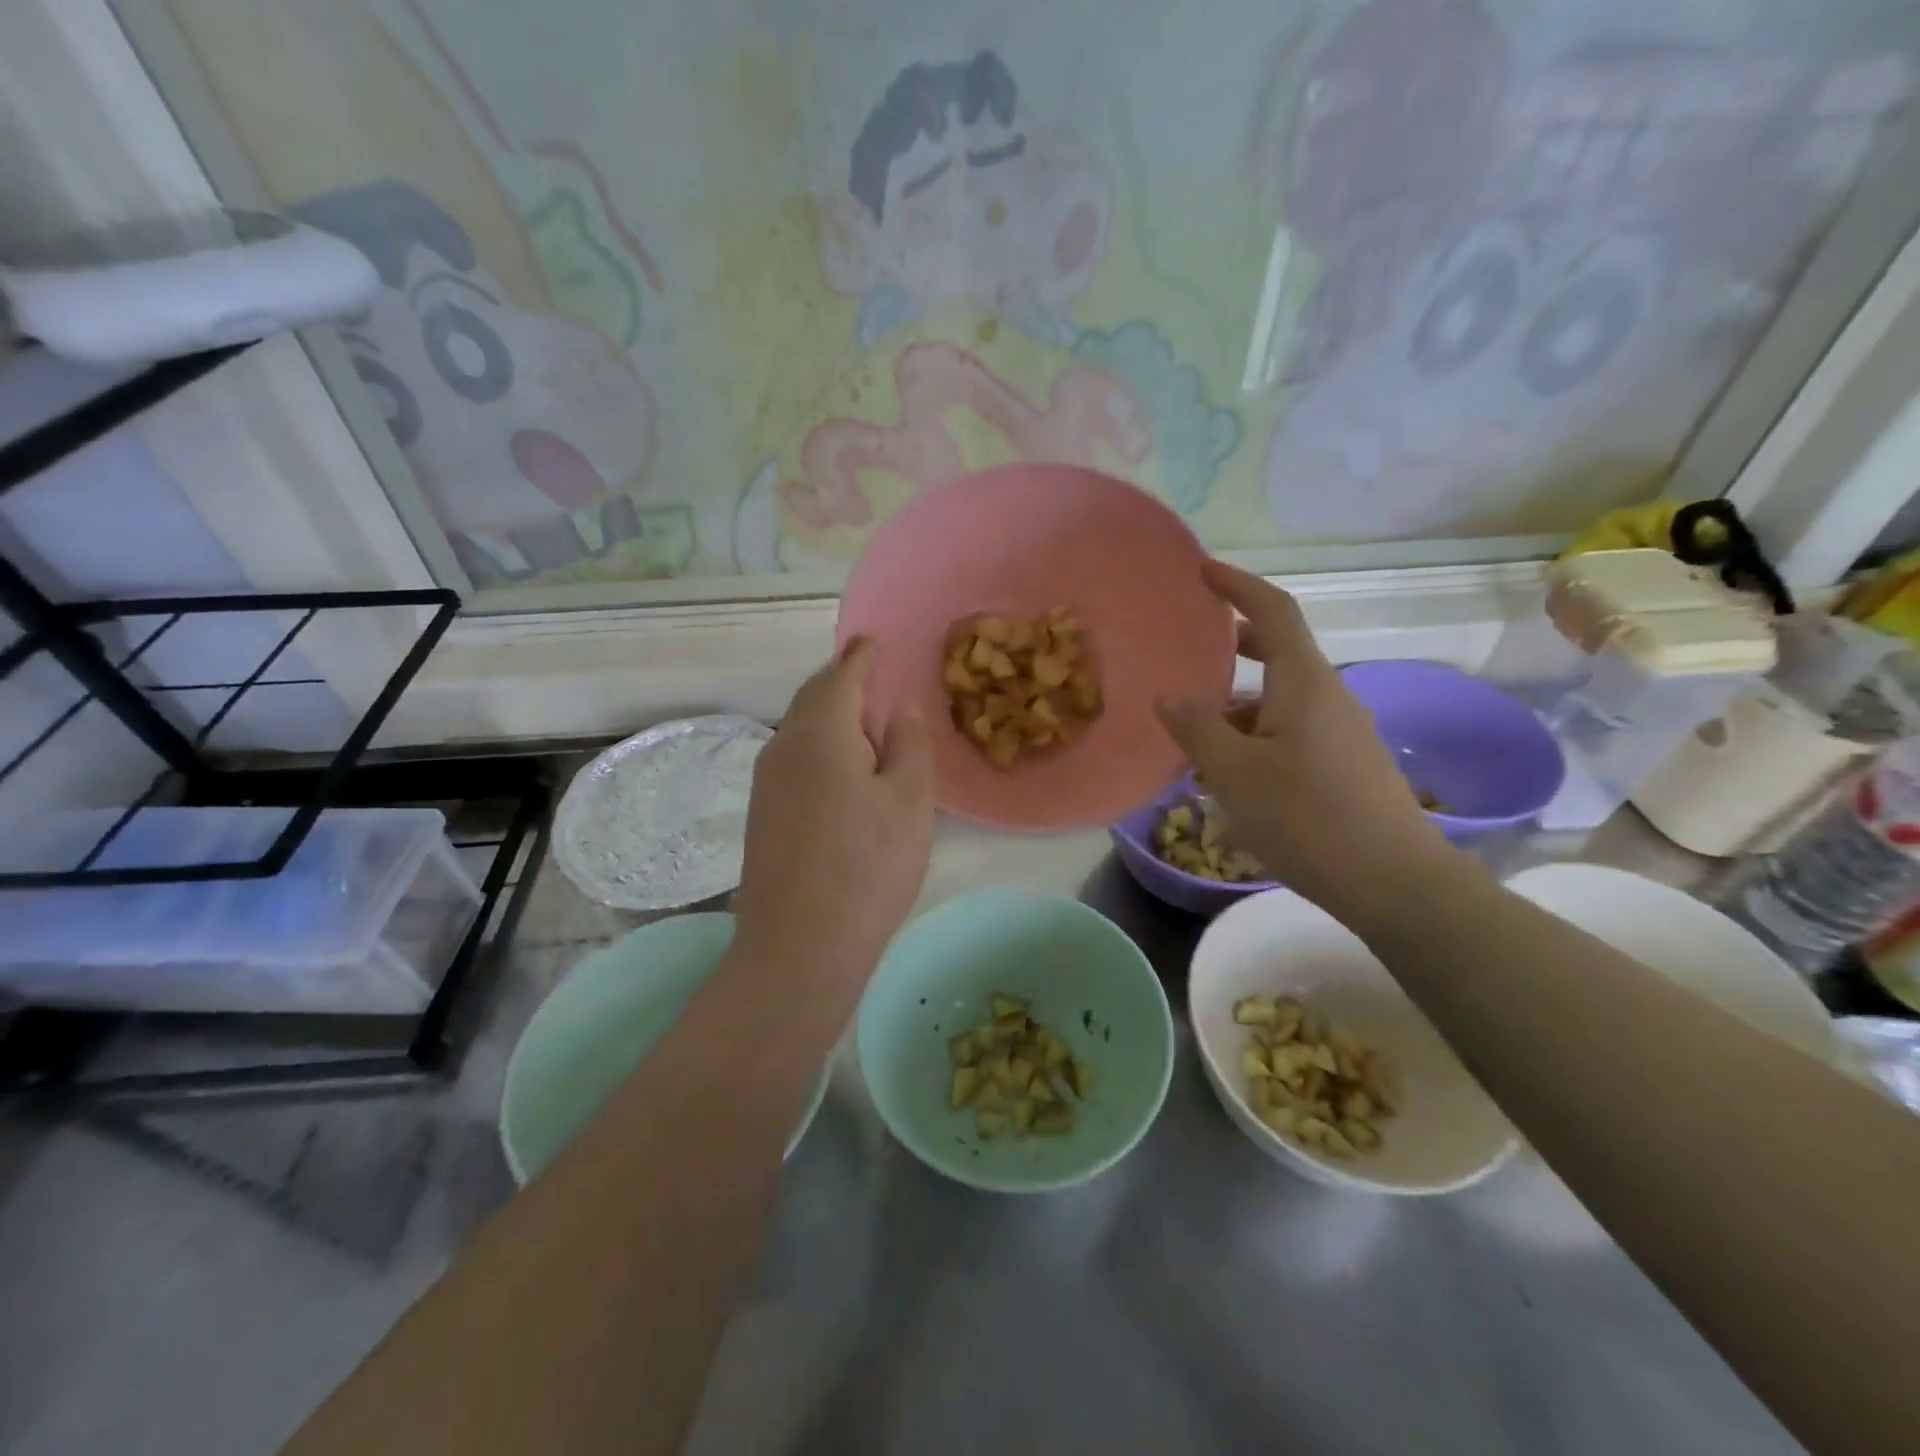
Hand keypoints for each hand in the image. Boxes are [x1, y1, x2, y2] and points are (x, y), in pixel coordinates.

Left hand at [731, 640, 934, 1006]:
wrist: (799, 947)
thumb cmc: (868, 867)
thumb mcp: (910, 802)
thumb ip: (908, 744)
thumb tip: (899, 707)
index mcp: (821, 732)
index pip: (842, 675)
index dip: (862, 656)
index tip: (875, 640)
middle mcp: (784, 746)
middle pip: (814, 698)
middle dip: (843, 681)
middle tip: (873, 676)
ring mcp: (766, 782)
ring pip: (801, 729)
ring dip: (830, 715)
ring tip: (864, 721)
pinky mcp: (762, 813)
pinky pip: (794, 758)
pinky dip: (820, 746)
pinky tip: (841, 768)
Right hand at [1155, 561, 1454, 921]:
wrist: (1395, 882)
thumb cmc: (1308, 818)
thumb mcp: (1235, 773)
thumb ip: (1197, 729)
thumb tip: (1168, 695)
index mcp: (1304, 683)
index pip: (1272, 611)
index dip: (1237, 585)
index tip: (1202, 572)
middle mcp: (1328, 696)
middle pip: (1279, 652)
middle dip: (1234, 645)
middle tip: (1190, 648)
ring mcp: (1342, 731)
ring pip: (1281, 698)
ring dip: (1238, 704)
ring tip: (1194, 733)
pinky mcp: (1345, 764)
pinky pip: (1292, 730)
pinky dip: (1256, 734)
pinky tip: (1230, 772)